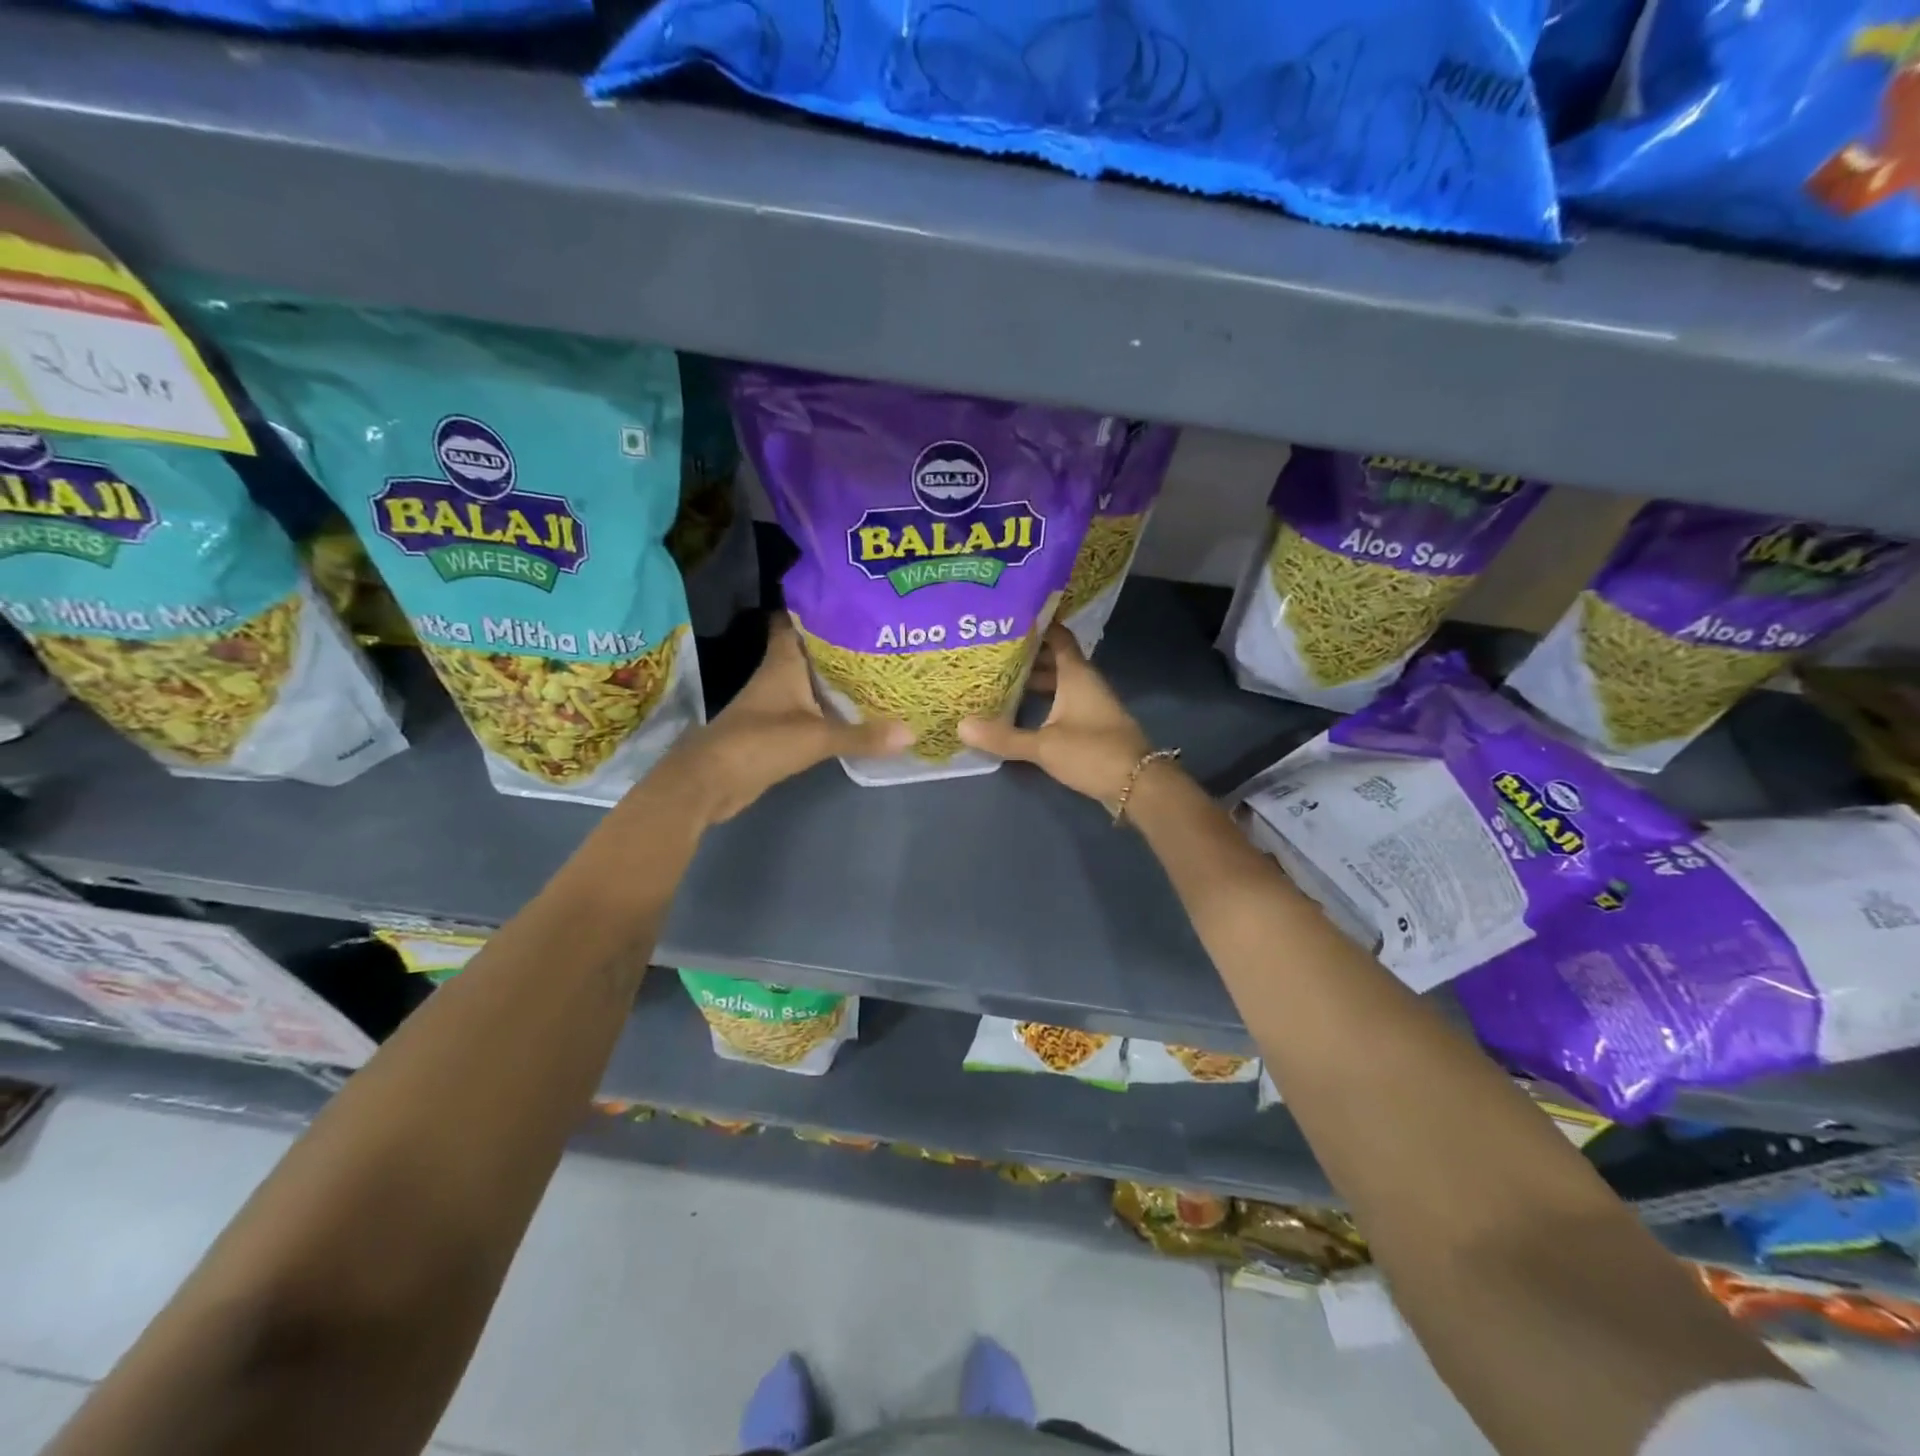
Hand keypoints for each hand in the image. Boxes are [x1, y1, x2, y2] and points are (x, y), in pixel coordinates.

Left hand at [658, 616, 910, 824]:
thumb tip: (911, 733)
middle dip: (842, 643)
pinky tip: (860, 710)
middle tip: (883, 635)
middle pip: (812, 651)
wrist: (712, 782)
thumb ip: (862, 735)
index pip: (795, 622)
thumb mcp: (817, 737)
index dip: (818, 607)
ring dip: (839, 677)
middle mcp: (779, 676)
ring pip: (813, 681)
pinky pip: (813, 710)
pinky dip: (833, 708)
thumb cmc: (759, 742)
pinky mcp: (779, 730)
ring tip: (881, 668)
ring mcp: (777, 704)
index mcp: (783, 663)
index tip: (851, 600)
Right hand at [958, 625, 1155, 806]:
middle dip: (1027, 656)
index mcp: (1077, 674)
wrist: (1138, 785)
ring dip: (1035, 681)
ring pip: (1060, 683)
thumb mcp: (1043, 745)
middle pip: (1055, 660)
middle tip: (992, 653)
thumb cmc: (1092, 752)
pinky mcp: (1092, 725)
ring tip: (1000, 681)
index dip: (1036, 625)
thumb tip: (961, 725)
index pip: (1057, 636)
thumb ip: (1003, 737)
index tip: (1007, 619)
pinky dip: (1044, 702)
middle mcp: (1085, 683)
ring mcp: (1091, 704)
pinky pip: (1064, 703)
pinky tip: (1022, 712)